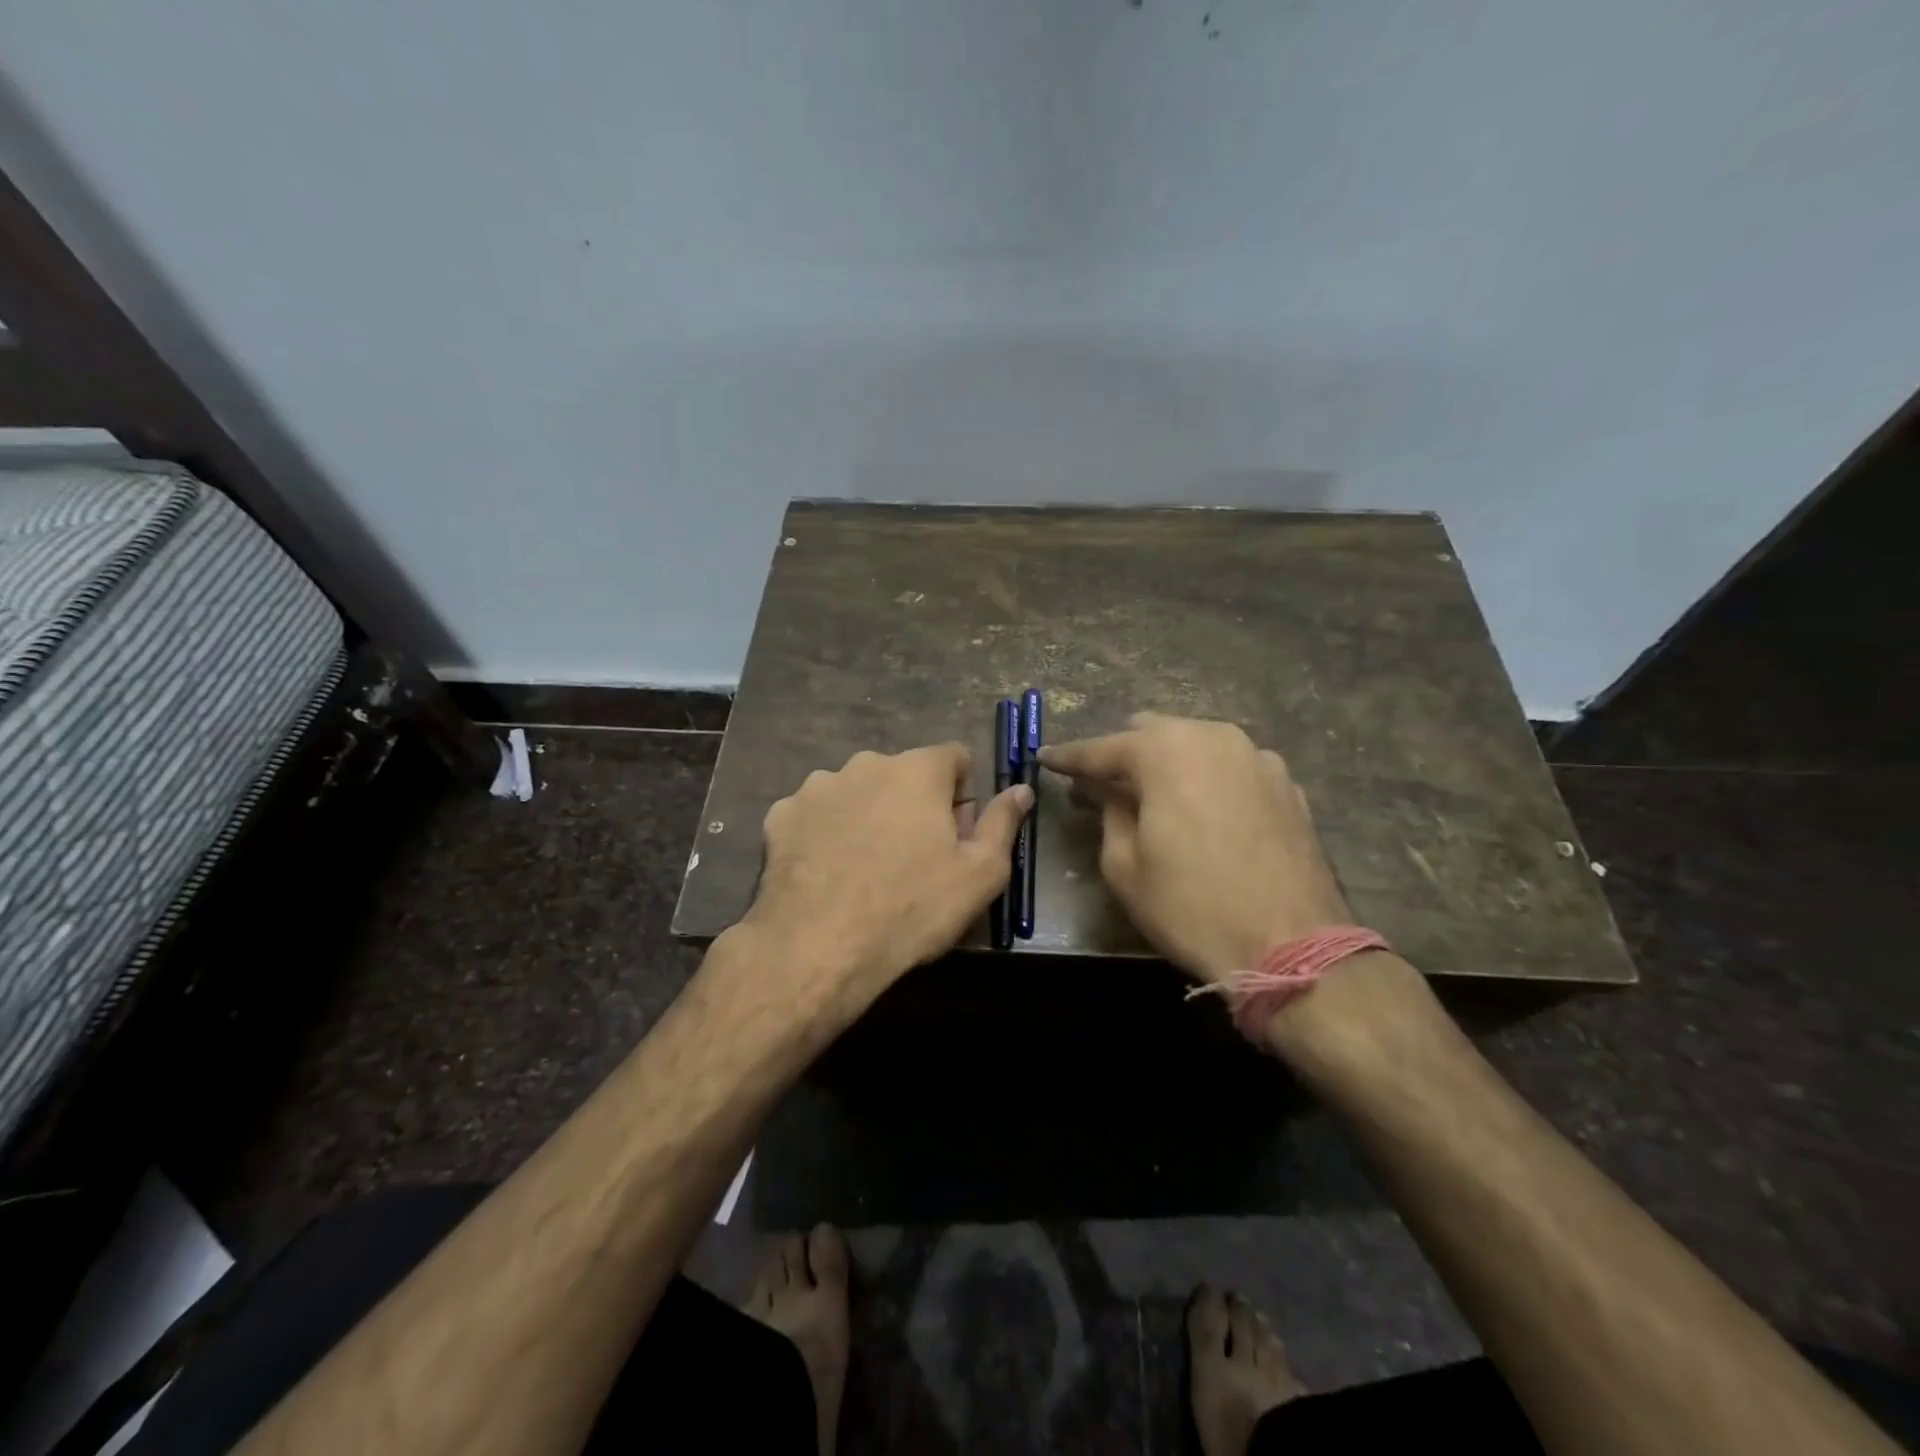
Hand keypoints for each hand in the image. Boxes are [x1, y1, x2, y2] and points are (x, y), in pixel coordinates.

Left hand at [740, 743, 1032, 1015]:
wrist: (818, 948)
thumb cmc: (911, 909)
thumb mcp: (980, 874)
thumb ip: (1002, 822)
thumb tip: (1021, 789)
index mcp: (916, 770)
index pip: (954, 757)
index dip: (962, 795)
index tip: (956, 836)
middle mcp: (865, 764)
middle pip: (903, 774)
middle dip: (914, 805)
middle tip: (913, 859)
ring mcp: (817, 787)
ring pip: (857, 792)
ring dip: (869, 816)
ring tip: (865, 869)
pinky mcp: (781, 814)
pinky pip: (816, 814)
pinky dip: (826, 833)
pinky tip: (828, 872)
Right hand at [1039, 713, 1350, 983]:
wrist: (1292, 946)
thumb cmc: (1192, 906)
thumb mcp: (1124, 866)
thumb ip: (1110, 813)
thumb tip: (1109, 791)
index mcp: (1167, 751)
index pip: (1103, 748)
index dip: (1070, 756)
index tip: (1046, 758)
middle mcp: (1215, 737)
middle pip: (1154, 733)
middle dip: (1123, 754)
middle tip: (1103, 785)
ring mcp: (1258, 758)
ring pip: (1197, 745)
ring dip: (1169, 763)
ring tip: (1155, 797)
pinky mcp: (1288, 785)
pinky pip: (1232, 768)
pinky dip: (1208, 780)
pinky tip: (1204, 812)